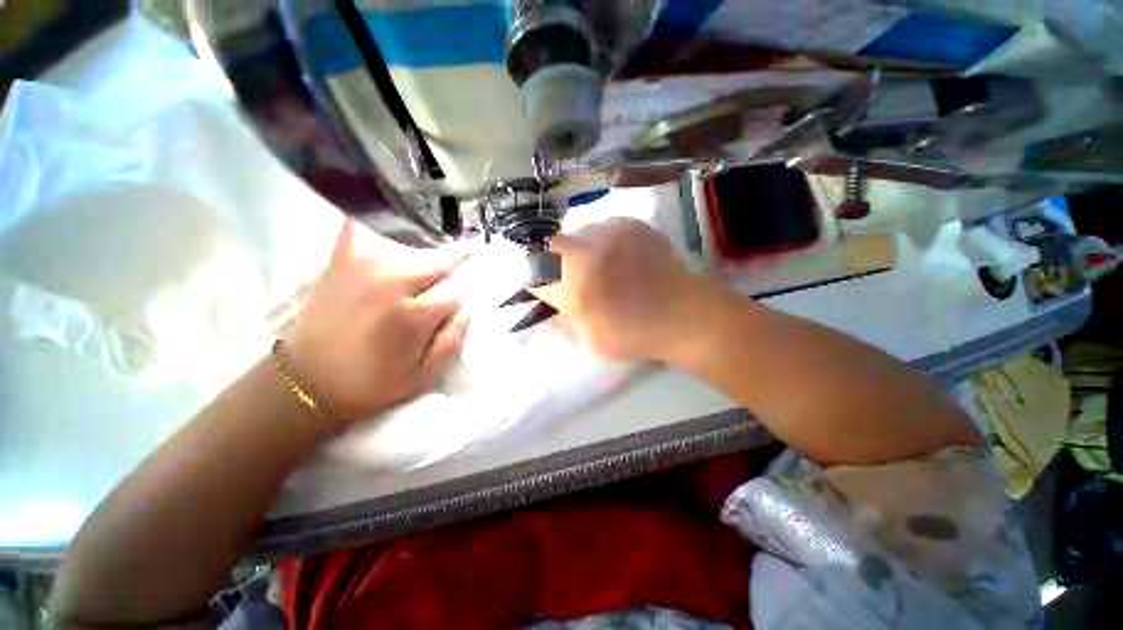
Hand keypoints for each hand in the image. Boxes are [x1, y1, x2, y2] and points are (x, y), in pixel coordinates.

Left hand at [282, 220, 467, 425]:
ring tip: (421, 275)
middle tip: (441, 289)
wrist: (308, 382)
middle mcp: (392, 284)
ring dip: (423, 261)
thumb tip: (466, 309)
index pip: (455, 289)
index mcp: (414, 316)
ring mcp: (363, 268)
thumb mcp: (423, 376)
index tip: (456, 303)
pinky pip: (357, 231)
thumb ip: (452, 340)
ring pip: (411, 251)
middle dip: (448, 274)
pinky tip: (380, 222)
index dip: (460, 295)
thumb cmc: (372, 383)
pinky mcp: (340, 263)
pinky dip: (370, 223)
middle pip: (438, 264)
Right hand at [533, 218, 711, 361]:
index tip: (542, 285)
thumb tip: (550, 304)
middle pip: (552, 246)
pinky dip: (602, 240)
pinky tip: (617, 255)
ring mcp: (611, 235)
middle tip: (570, 273)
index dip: (534, 279)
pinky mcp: (631, 225)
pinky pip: (603, 226)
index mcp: (575, 289)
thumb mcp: (592, 342)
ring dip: (579, 248)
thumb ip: (564, 323)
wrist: (684, 314)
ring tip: (597, 264)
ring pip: (578, 233)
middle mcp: (588, 256)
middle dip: (553, 259)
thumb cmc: (636, 335)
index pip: (536, 276)